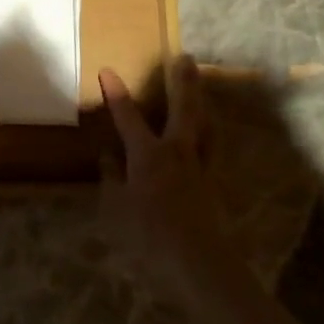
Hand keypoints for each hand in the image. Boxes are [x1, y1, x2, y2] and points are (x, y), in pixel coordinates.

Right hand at [98, 55, 235, 306]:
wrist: (201, 265)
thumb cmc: (151, 237)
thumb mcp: (118, 209)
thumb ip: (112, 179)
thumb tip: (108, 157)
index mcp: (149, 154)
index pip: (128, 116)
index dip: (116, 92)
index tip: (108, 70)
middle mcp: (178, 151)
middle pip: (183, 108)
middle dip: (182, 81)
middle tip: (185, 57)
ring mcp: (200, 168)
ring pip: (205, 126)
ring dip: (202, 105)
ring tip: (202, 91)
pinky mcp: (215, 186)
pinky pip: (212, 150)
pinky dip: (209, 136)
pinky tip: (208, 138)